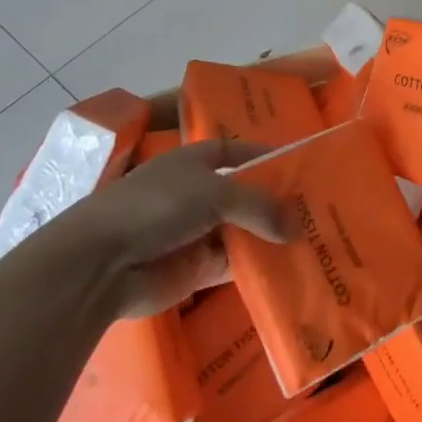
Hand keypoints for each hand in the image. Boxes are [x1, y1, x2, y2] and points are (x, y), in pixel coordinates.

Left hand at [49, 139, 294, 318]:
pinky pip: (236, 265)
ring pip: (245, 231)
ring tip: (317, 239)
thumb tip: (297, 228)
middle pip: (247, 195)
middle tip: (322, 209)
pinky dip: (260, 266)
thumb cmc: (157, 207)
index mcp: (197, 161)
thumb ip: (260, 206)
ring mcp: (197, 233)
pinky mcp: (196, 269)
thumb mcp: (216, 192)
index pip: (240, 152)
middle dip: (278, 202)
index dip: (268, 157)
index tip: (304, 167)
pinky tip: (292, 269)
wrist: (100, 265)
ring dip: (273, 236)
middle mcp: (199, 193)